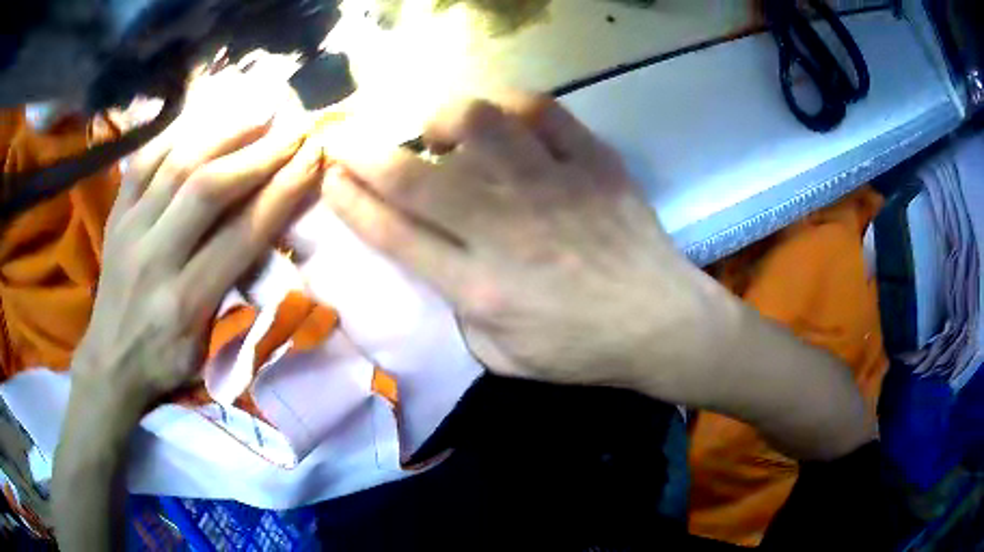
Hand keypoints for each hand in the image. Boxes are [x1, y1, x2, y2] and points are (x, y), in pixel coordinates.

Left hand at [71, 76, 323, 423]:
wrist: (109, 362)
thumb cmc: (165, 361)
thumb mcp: (206, 345)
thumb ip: (234, 287)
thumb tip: (268, 228)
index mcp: (185, 303)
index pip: (242, 235)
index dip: (282, 191)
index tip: (313, 158)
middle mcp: (155, 259)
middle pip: (209, 189)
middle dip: (259, 151)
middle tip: (294, 125)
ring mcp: (129, 229)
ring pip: (177, 163)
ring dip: (224, 129)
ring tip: (259, 106)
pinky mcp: (114, 214)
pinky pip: (144, 158)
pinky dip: (177, 130)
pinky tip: (206, 113)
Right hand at [322, 93, 731, 401]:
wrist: (660, 323)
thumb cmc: (583, 350)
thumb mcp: (504, 357)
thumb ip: (460, 310)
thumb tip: (439, 259)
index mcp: (478, 285)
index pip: (392, 233)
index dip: (350, 201)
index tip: (330, 178)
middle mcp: (504, 227)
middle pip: (414, 175)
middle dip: (364, 151)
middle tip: (347, 137)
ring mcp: (551, 186)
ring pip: (477, 123)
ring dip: (443, 119)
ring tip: (442, 132)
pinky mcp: (592, 161)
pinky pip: (543, 111)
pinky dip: (513, 107)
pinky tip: (506, 123)